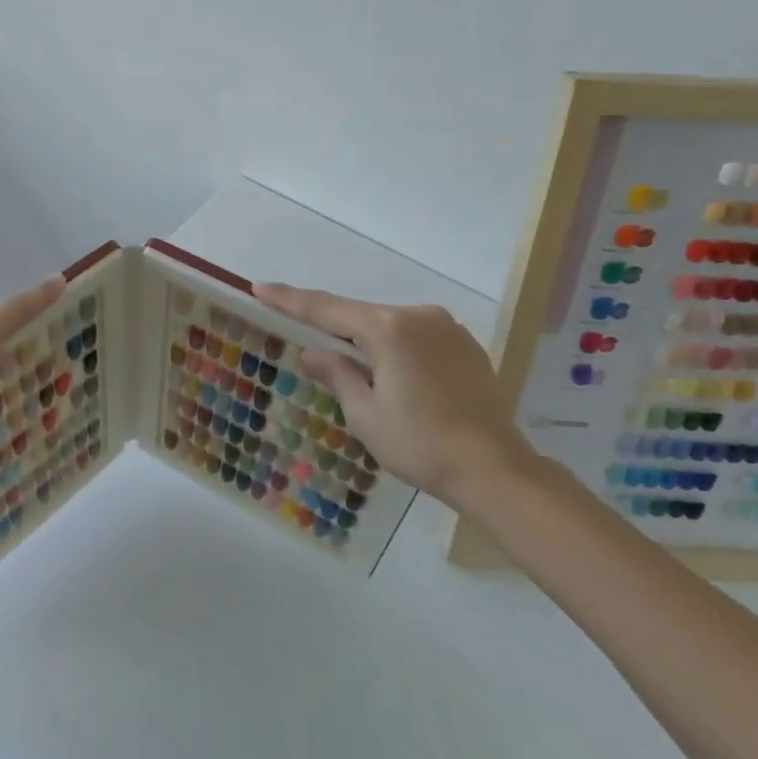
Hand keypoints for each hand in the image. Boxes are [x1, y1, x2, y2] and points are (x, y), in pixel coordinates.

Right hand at [252, 283, 533, 507]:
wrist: (497, 471)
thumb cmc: (422, 445)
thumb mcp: (366, 415)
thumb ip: (337, 374)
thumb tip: (314, 352)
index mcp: (387, 329)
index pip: (326, 309)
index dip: (290, 300)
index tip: (260, 288)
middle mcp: (417, 315)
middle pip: (360, 316)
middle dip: (333, 328)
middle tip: (307, 343)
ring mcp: (446, 328)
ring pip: (390, 326)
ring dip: (368, 342)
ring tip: (359, 374)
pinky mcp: (466, 345)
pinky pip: (416, 337)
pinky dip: (397, 349)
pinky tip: (397, 378)